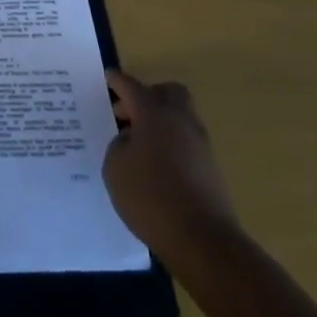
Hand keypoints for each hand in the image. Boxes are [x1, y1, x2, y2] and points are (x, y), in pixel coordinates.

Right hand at [102, 69, 242, 283]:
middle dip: (146, 96)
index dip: (116, 81)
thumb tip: (131, 139)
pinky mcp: (209, 166)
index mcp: (154, 113)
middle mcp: (180, 120)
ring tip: (136, 143)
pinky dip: (169, 142)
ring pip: (179, 116)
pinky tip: (153, 164)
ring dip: (159, 120)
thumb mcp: (115, 167)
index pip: (131, 86)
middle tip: (126, 114)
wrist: (202, 239)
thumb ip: (119, 145)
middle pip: (167, 92)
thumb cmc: (150, 196)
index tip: (107, 77)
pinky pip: (185, 140)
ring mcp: (199, 143)